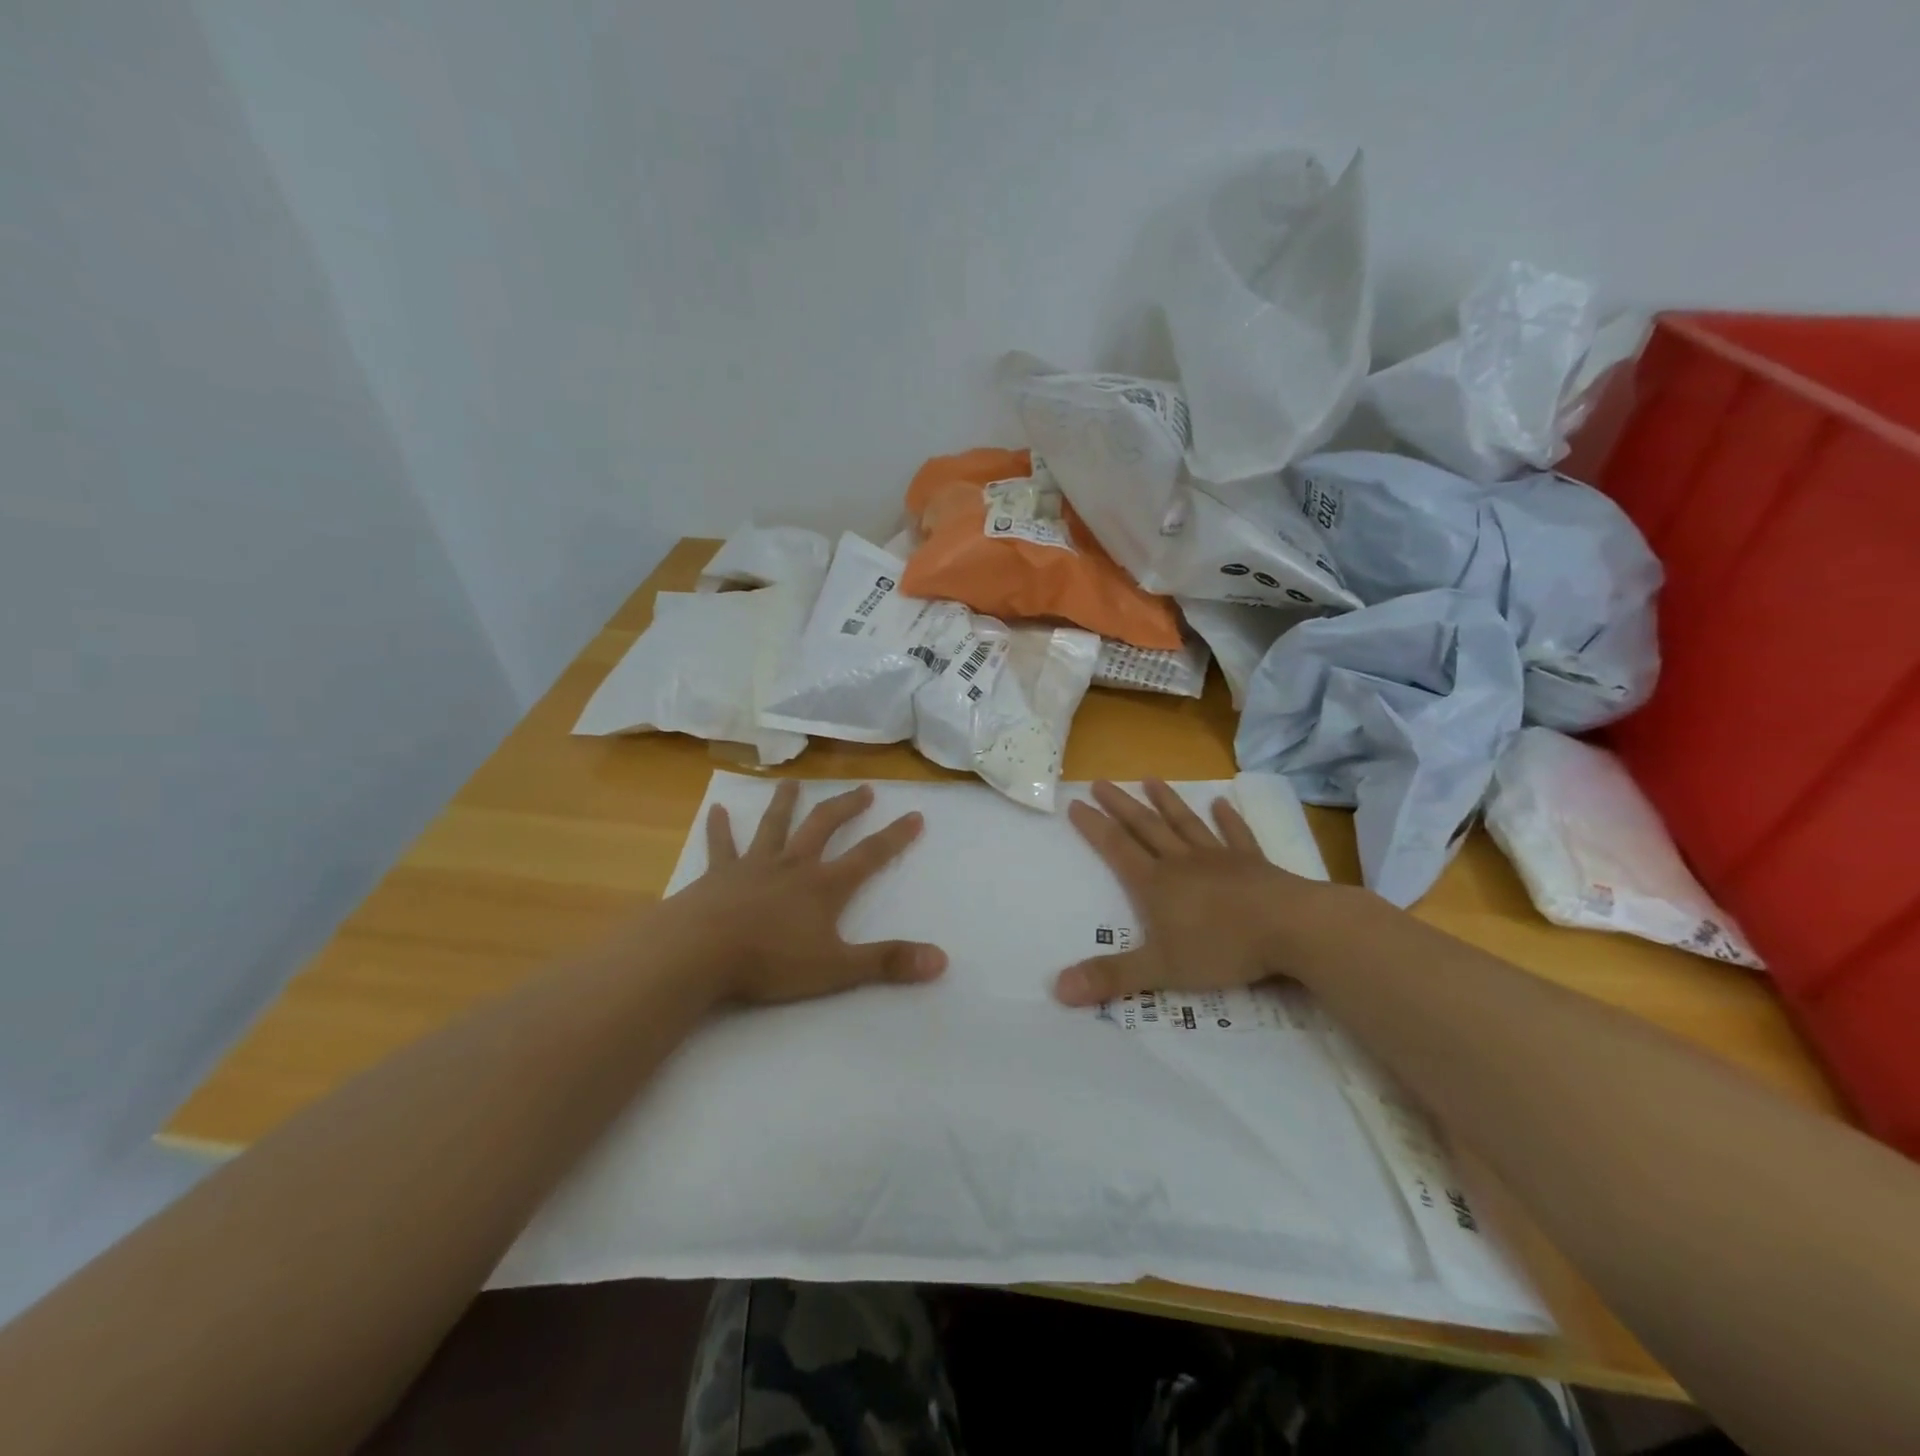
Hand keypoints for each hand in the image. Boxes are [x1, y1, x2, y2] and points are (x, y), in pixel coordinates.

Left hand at [662, 780, 947, 1004]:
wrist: (700, 951)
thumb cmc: (771, 960)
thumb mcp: (837, 968)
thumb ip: (887, 963)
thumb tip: (941, 961)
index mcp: (823, 886)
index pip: (869, 855)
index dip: (895, 836)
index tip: (914, 814)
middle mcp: (793, 865)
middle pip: (824, 826)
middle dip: (846, 807)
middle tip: (864, 789)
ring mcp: (753, 865)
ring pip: (774, 825)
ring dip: (785, 802)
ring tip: (792, 782)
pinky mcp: (718, 874)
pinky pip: (721, 846)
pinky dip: (720, 828)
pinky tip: (717, 810)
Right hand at [1053, 780, 1346, 1006]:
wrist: (1291, 928)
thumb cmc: (1222, 948)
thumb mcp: (1161, 970)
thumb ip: (1111, 978)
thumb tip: (1058, 989)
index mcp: (1156, 884)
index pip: (1116, 849)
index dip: (1094, 827)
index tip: (1075, 803)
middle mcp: (1182, 862)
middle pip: (1145, 827)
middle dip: (1121, 805)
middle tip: (1102, 781)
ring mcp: (1219, 859)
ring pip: (1185, 824)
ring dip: (1167, 802)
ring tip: (1151, 779)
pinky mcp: (1253, 863)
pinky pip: (1236, 834)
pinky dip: (1228, 819)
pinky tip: (1222, 803)